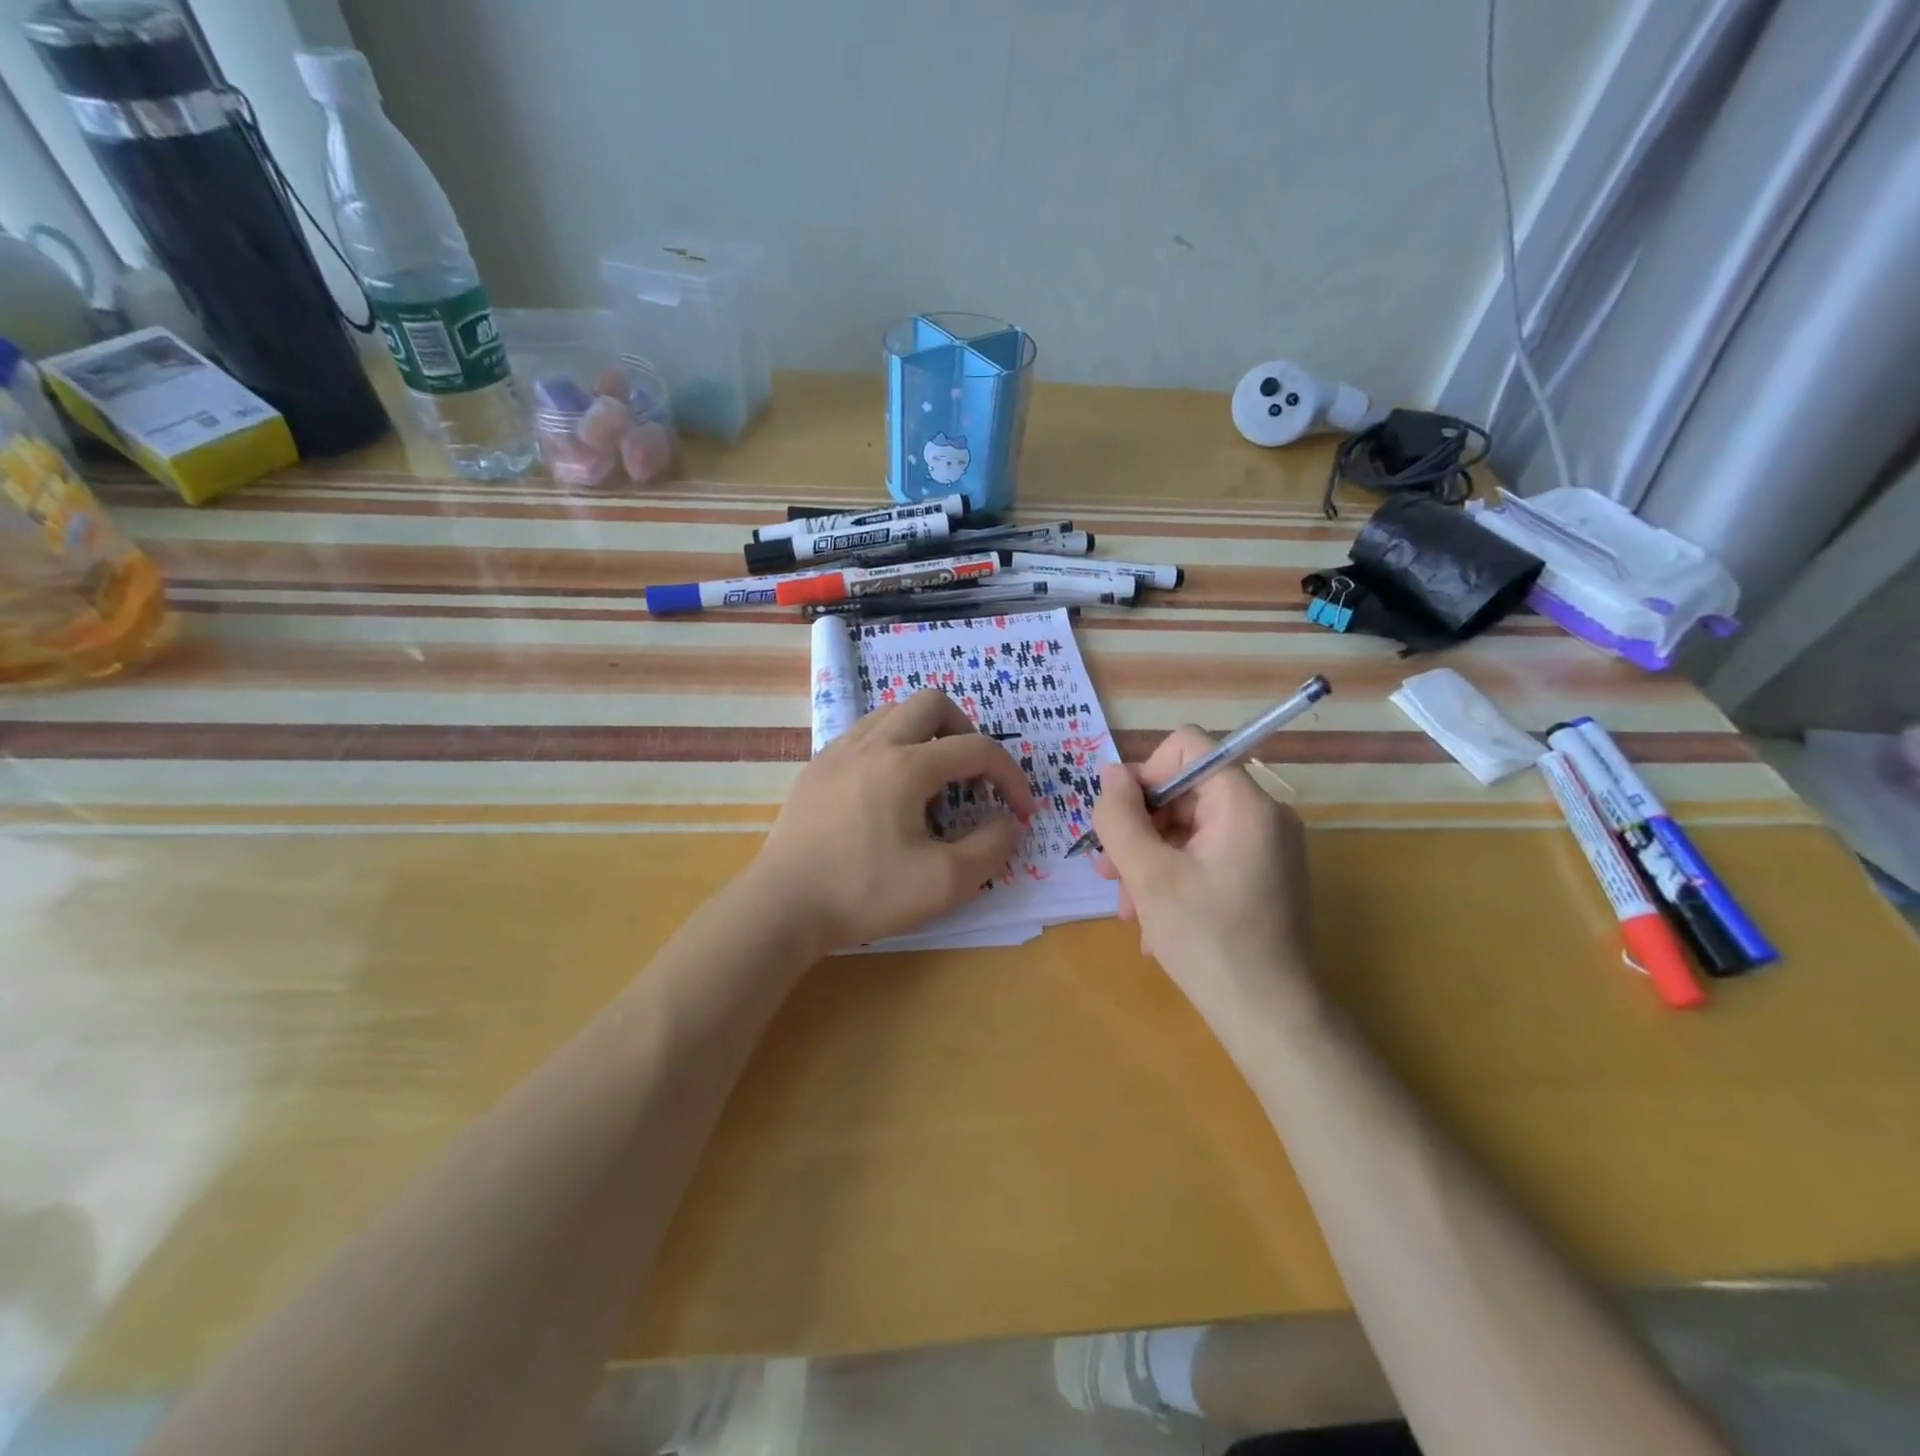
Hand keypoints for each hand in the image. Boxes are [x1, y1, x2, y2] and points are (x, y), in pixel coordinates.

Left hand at [752, 690, 1037, 953]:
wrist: (782, 907)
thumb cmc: (864, 893)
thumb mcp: (944, 882)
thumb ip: (991, 847)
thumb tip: (1008, 821)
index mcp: (905, 765)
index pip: (976, 749)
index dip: (1010, 776)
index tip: (1021, 811)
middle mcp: (871, 743)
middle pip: (933, 704)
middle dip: (967, 733)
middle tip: (973, 777)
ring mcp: (838, 751)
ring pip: (894, 713)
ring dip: (926, 736)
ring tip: (931, 785)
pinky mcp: (816, 768)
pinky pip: (865, 735)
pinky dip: (892, 748)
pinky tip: (888, 795)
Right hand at [1092, 726, 1314, 1026]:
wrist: (1271, 1020)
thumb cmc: (1208, 941)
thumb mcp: (1148, 876)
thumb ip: (1121, 817)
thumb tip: (1110, 774)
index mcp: (1244, 803)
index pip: (1187, 745)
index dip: (1145, 774)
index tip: (1120, 822)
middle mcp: (1263, 815)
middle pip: (1184, 792)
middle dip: (1139, 830)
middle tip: (1109, 876)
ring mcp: (1267, 848)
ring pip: (1189, 829)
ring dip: (1148, 862)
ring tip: (1128, 910)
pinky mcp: (1263, 877)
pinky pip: (1207, 857)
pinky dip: (1174, 879)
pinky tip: (1155, 924)